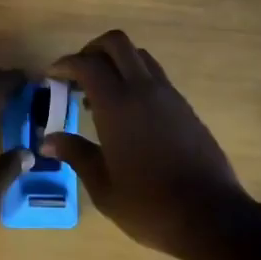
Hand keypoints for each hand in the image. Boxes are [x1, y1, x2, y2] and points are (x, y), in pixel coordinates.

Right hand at [42, 30, 252, 259]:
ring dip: (116, 62)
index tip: (52, 77)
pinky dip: (136, 78)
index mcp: (118, 105)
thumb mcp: (104, 187)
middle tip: (77, 75)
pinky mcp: (185, 107)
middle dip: (92, 49)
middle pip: (116, 43)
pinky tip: (129, 113)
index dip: (65, 64)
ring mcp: (169, 95)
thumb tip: (48, 139)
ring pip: (139, 55)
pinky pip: (156, 76)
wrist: (212, 216)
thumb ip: (76, 154)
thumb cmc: (150, 205)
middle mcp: (143, 89)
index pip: (87, 64)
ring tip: (102, 94)